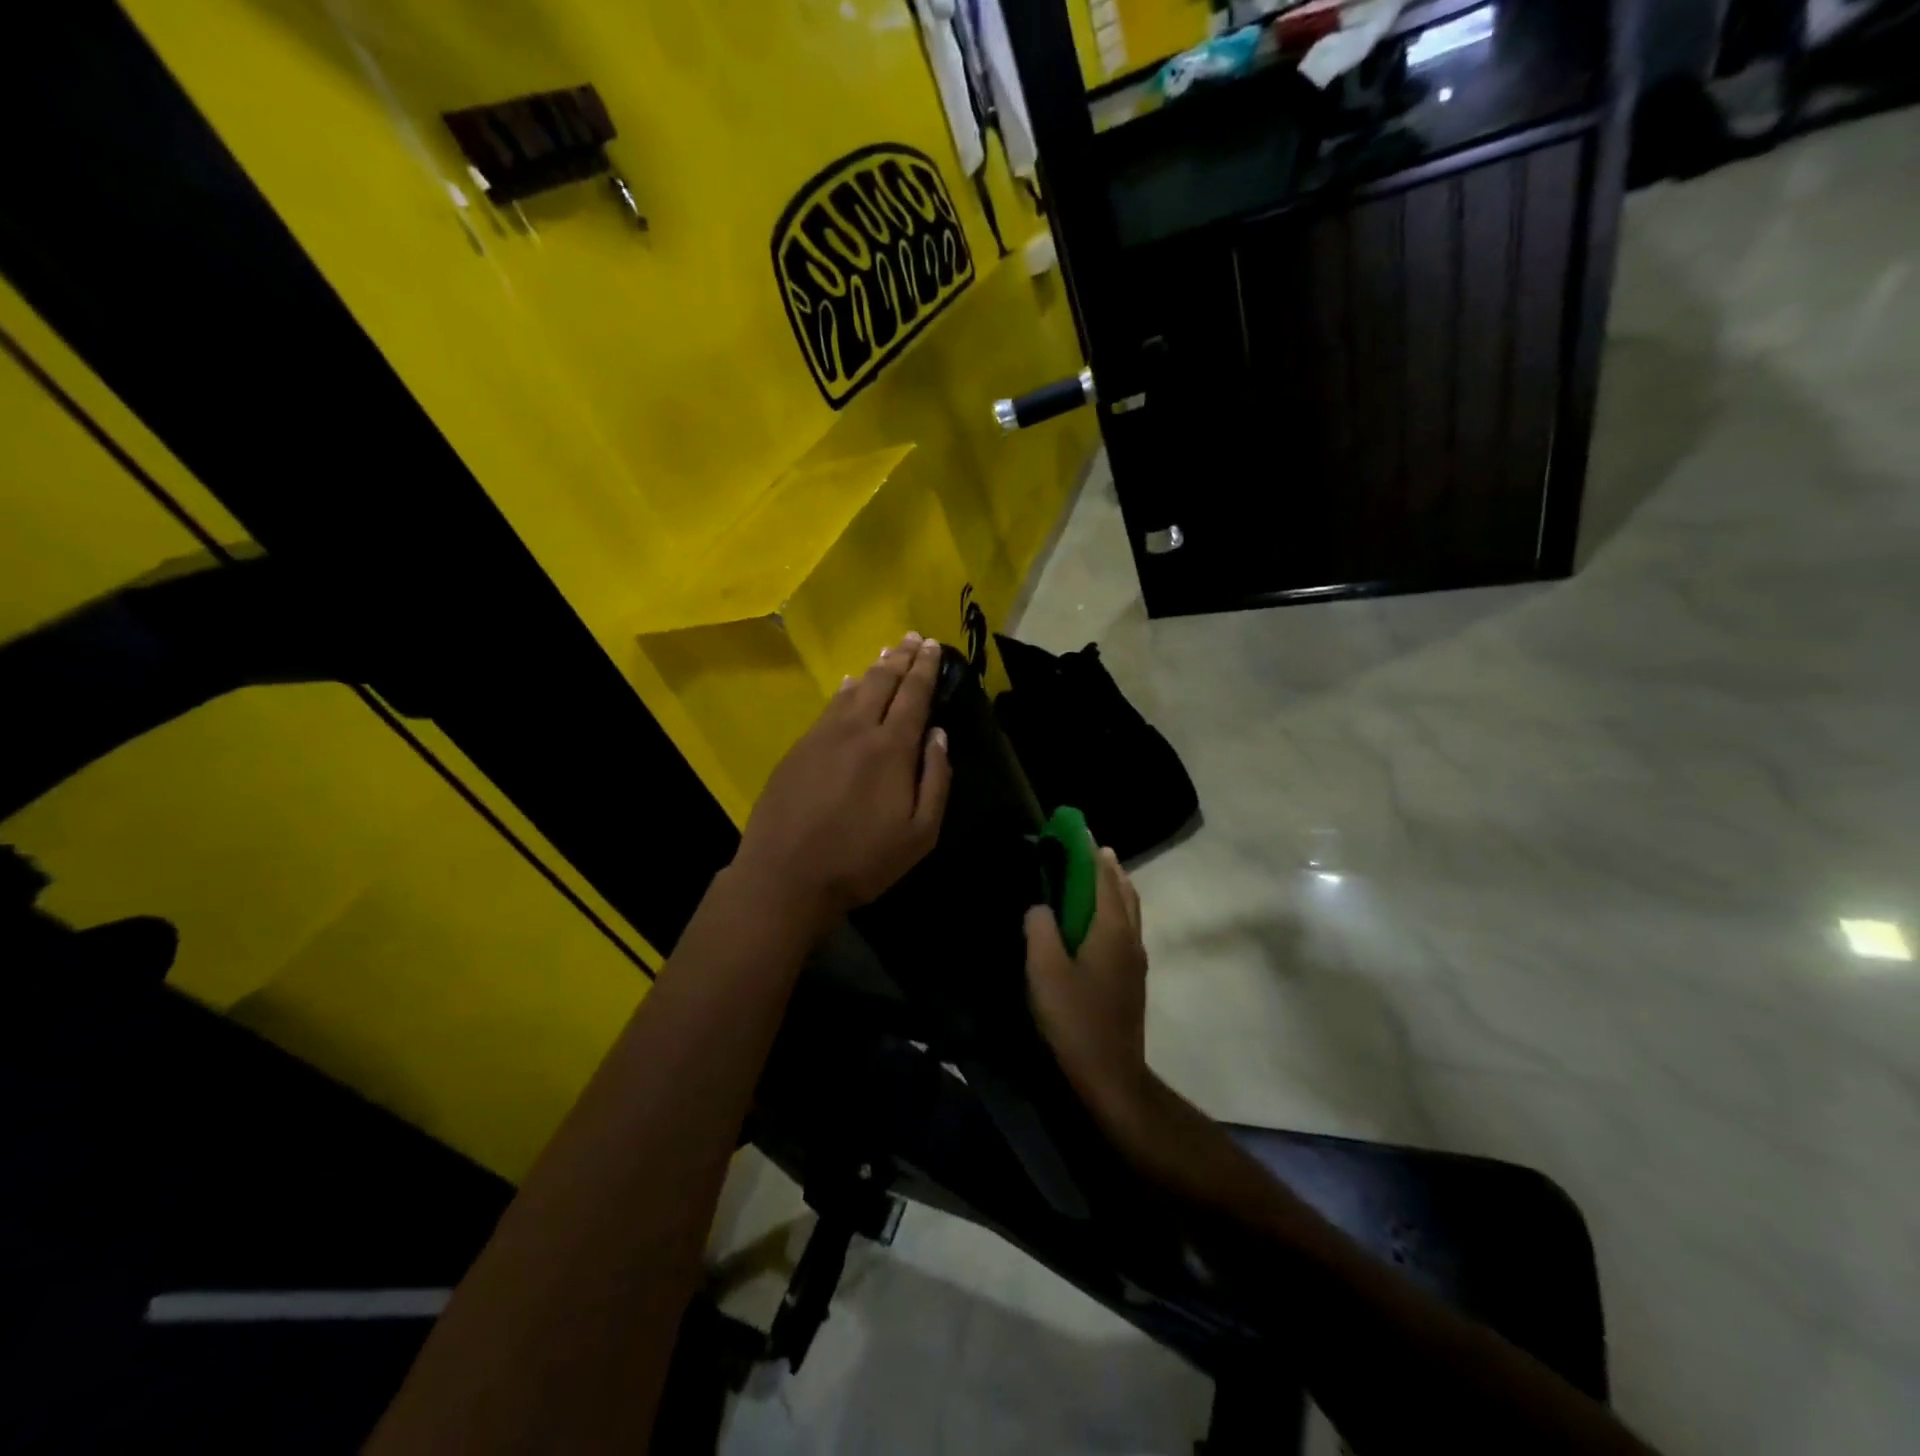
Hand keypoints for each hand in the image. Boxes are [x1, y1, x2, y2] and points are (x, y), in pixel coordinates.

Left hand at [731, 633, 951, 932]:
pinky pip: (829, 707)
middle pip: (883, 682)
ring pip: (854, 690)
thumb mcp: (920, 834)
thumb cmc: (861, 860)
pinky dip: (845, 690)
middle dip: (902, 657)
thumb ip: (936, 780)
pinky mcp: (799, 748)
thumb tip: (938, 735)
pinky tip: (849, 685)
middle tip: (914, 638)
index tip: (933, 645)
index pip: (913, 695)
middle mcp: (857, 730)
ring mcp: (823, 736)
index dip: (925, 668)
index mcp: (891, 748)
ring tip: (887, 653)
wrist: (785, 875)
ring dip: (874, 669)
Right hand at [1024, 847, 1155, 1137]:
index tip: (1078, 829)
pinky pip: (1126, 926)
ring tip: (1095, 875)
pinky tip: (1098, 919)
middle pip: (1123, 890)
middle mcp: (1130, 937)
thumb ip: (1039, 930)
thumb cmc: (1075, 1019)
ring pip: (1129, 909)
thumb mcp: (1045, 971)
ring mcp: (1135, 958)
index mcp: (1111, 930)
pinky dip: (1115, 908)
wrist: (1111, 1074)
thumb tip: (1039, 907)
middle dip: (1106, 866)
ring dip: (1114, 886)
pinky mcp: (1132, 976)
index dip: (1090, 852)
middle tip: (1086, 848)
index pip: (1103, 878)